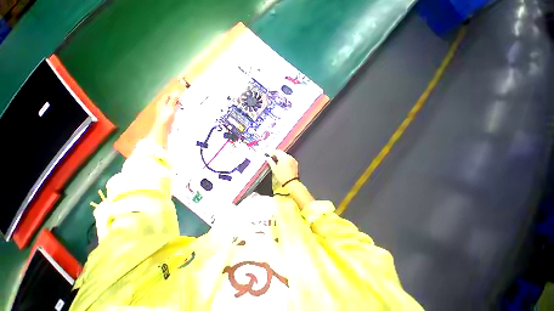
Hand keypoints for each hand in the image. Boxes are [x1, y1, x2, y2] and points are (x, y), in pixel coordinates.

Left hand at [148, 83, 184, 148]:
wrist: (163, 127)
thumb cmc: (166, 116)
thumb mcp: (171, 106)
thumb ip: (173, 99)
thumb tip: (177, 92)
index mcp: (162, 102)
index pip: (168, 95)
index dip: (174, 94)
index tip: (182, 95)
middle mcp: (162, 105)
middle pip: (169, 100)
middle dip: (176, 99)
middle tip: (183, 100)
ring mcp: (164, 111)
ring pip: (171, 105)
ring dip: (177, 104)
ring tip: (183, 106)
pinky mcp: (167, 116)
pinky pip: (172, 110)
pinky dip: (176, 109)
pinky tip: (180, 111)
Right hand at [266, 150, 298, 185]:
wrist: (291, 182)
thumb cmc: (282, 176)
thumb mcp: (274, 169)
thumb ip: (270, 162)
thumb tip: (268, 158)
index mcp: (283, 157)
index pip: (276, 151)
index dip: (271, 152)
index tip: (268, 153)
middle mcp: (289, 157)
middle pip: (281, 152)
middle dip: (276, 154)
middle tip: (271, 156)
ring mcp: (292, 159)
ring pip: (285, 155)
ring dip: (280, 156)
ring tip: (276, 160)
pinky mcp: (295, 163)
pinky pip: (289, 158)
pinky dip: (285, 159)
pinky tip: (282, 163)